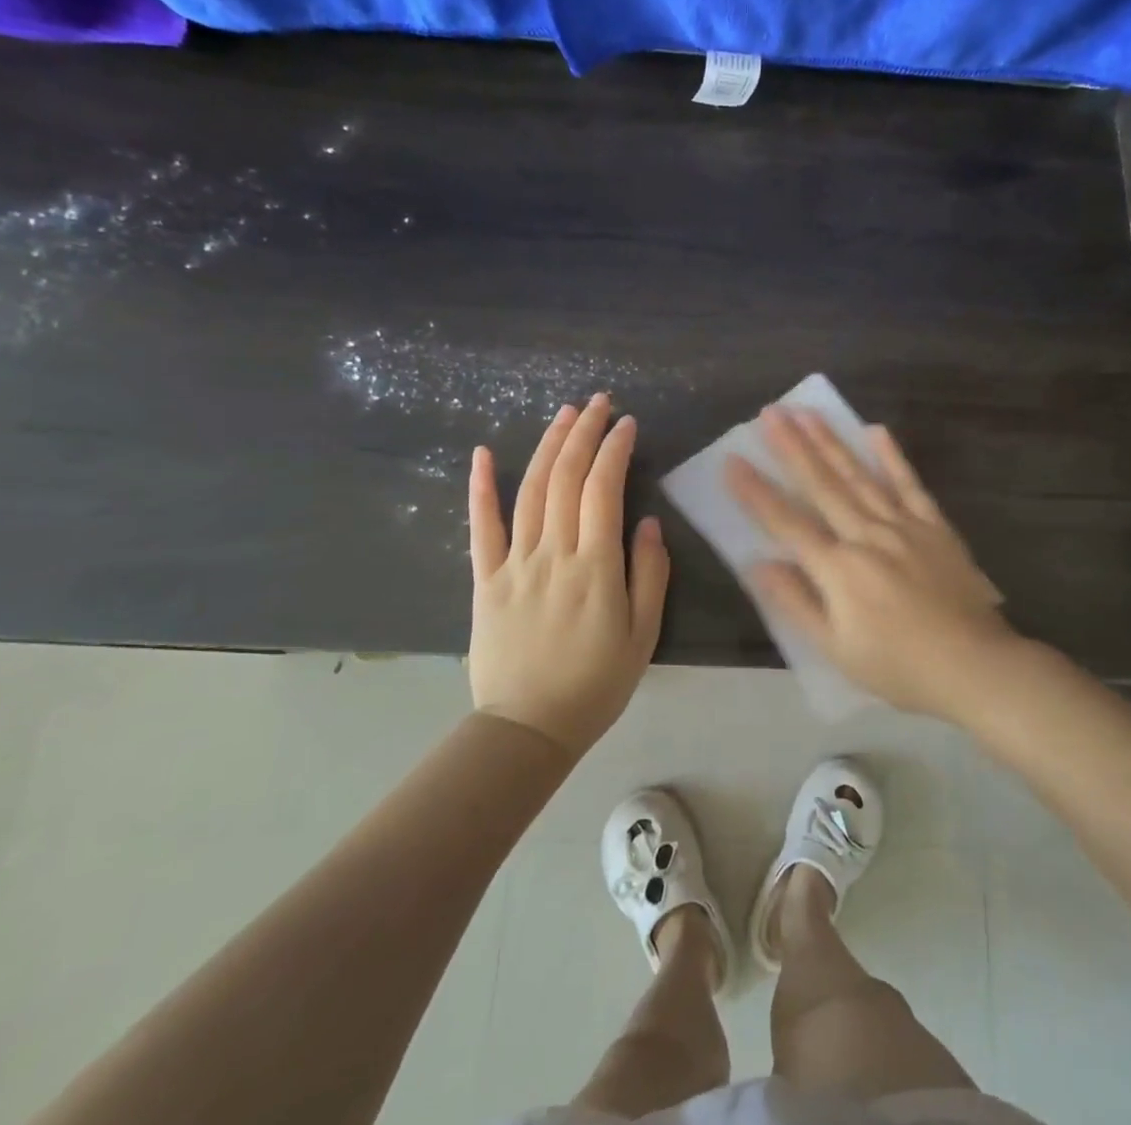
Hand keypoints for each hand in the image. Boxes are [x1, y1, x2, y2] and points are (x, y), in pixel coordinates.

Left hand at [468, 394, 669, 759]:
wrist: (527, 729)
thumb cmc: (595, 684)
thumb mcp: (643, 635)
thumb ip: (649, 575)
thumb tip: (647, 522)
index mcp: (595, 567)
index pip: (604, 489)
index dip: (615, 450)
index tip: (628, 423)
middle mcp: (553, 553)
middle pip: (566, 478)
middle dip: (585, 433)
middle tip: (599, 402)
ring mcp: (514, 563)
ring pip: (531, 490)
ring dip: (548, 446)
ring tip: (565, 414)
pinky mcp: (485, 579)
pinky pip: (481, 527)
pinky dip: (481, 487)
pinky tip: (484, 453)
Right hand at [723, 406, 1020, 720]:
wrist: (974, 666)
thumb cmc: (898, 666)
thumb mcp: (836, 649)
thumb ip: (796, 603)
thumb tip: (757, 564)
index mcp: (838, 568)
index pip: (787, 523)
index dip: (756, 493)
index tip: (732, 461)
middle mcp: (866, 536)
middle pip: (822, 486)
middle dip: (792, 447)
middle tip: (771, 413)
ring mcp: (903, 526)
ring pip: (859, 476)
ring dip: (831, 443)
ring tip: (807, 413)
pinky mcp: (934, 526)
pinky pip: (910, 484)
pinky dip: (892, 457)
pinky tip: (876, 431)